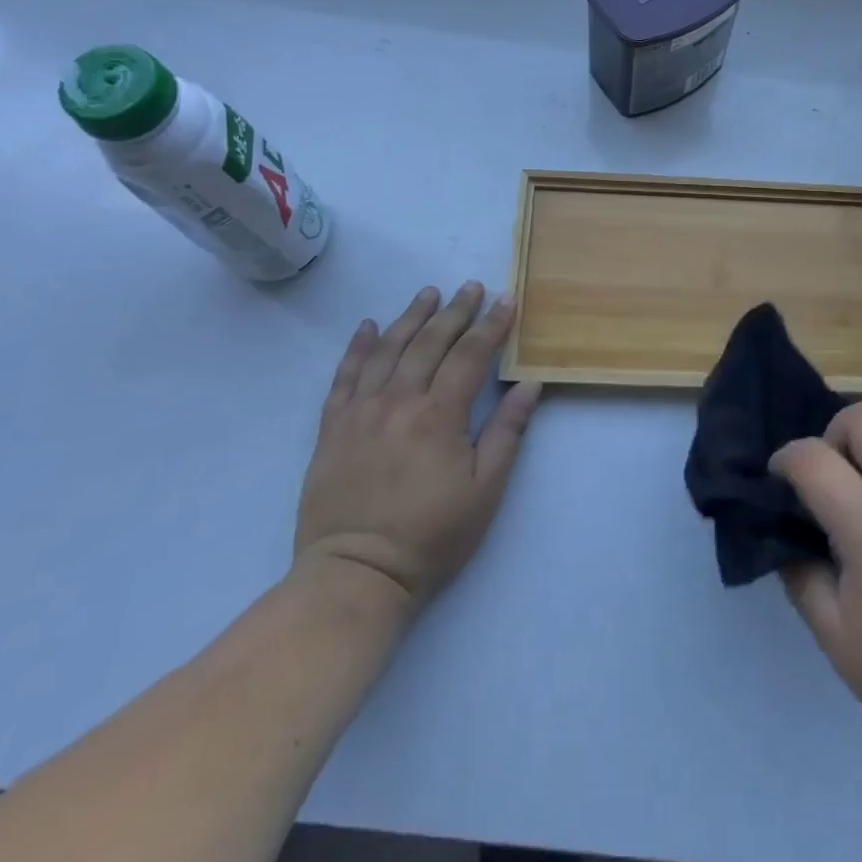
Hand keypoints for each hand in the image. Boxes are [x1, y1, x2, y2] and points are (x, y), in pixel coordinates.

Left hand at [293, 282, 542, 617]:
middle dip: (455, 311)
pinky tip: (368, 326)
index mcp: (439, 415)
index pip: (470, 355)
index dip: (491, 325)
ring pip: (388, 349)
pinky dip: (358, 347)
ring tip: (428, 293)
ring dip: (411, 317)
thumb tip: (529, 384)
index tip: (506, 300)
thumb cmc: (431, 536)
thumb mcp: (485, 490)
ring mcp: (360, 411)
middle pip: (430, 343)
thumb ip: (507, 432)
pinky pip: (344, 376)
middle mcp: (398, 401)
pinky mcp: (332, 428)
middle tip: (471, 286)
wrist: (355, 575)